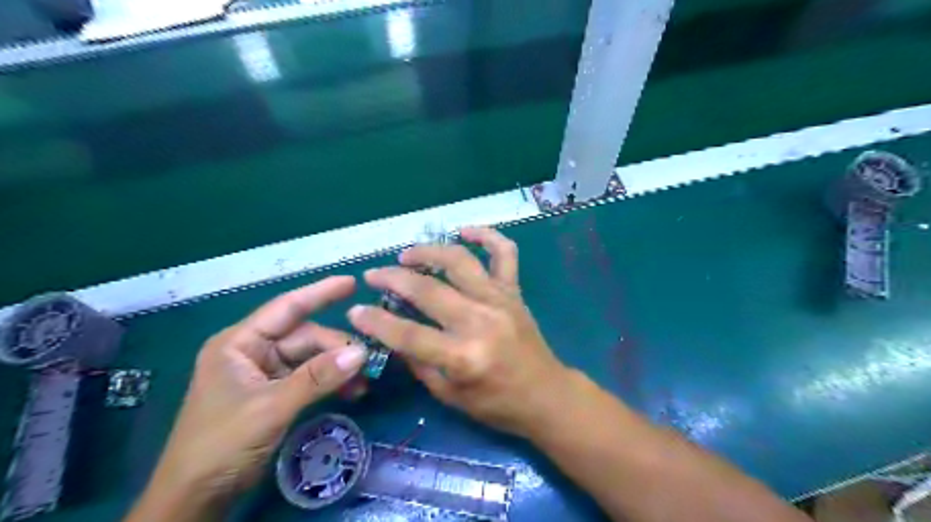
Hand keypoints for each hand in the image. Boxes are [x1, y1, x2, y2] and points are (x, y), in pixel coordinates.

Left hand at [147, 278, 364, 497]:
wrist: (196, 498)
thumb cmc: (221, 444)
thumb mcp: (271, 407)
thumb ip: (317, 378)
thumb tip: (362, 353)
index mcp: (240, 343)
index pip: (287, 308)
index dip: (320, 293)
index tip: (352, 282)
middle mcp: (254, 352)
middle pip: (306, 337)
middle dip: (337, 348)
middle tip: (366, 364)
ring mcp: (266, 373)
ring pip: (312, 358)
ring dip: (338, 368)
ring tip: (362, 383)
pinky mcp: (276, 393)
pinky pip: (311, 378)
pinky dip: (331, 383)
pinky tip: (350, 392)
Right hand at [348, 227, 571, 434]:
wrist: (545, 394)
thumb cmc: (496, 404)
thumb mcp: (449, 396)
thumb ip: (419, 363)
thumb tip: (393, 334)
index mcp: (463, 357)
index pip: (408, 334)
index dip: (376, 322)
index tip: (355, 311)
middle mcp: (480, 322)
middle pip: (428, 290)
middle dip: (392, 279)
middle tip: (374, 276)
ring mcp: (499, 301)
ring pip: (460, 261)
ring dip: (428, 252)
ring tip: (407, 255)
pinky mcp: (513, 291)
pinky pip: (504, 253)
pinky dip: (486, 235)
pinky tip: (464, 231)